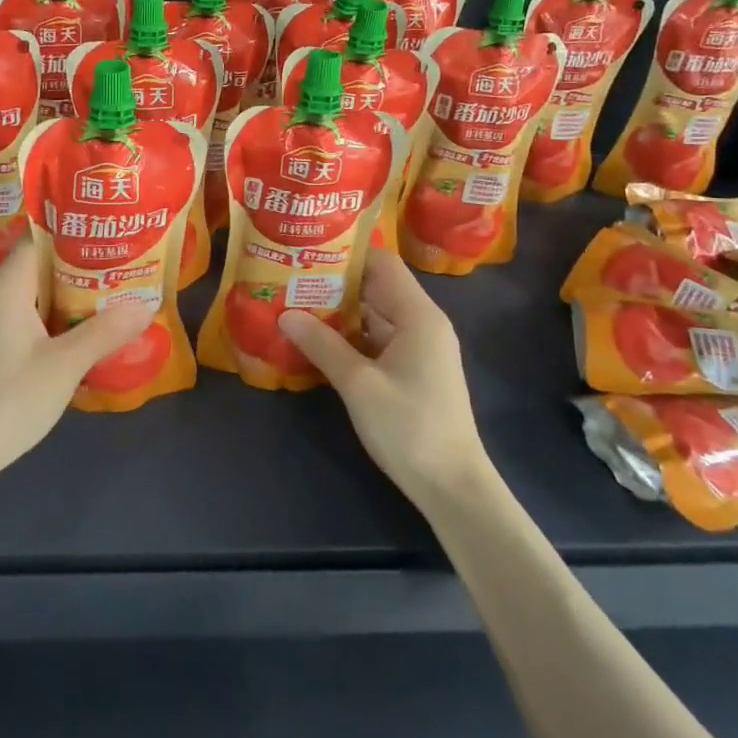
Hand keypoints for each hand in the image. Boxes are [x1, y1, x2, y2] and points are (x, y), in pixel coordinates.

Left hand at [0, 240, 153, 481]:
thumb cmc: (9, 399)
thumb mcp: (66, 364)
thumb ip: (106, 331)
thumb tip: (146, 305)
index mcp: (7, 287)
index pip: (40, 237)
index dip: (75, 230)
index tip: (112, 229)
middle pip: (42, 264)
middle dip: (84, 263)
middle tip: (126, 261)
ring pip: (38, 294)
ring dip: (74, 293)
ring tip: (117, 291)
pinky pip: (31, 317)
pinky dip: (59, 317)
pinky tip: (88, 330)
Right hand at [279, 248, 489, 503]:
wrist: (452, 486)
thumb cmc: (408, 427)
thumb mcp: (358, 384)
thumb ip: (322, 345)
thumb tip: (285, 314)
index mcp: (418, 315)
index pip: (382, 264)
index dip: (346, 254)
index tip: (308, 251)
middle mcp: (422, 323)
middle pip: (377, 287)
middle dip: (335, 282)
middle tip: (292, 277)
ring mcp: (419, 348)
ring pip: (375, 314)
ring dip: (340, 311)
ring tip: (296, 303)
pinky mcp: (413, 369)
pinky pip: (378, 339)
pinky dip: (351, 336)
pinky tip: (318, 339)